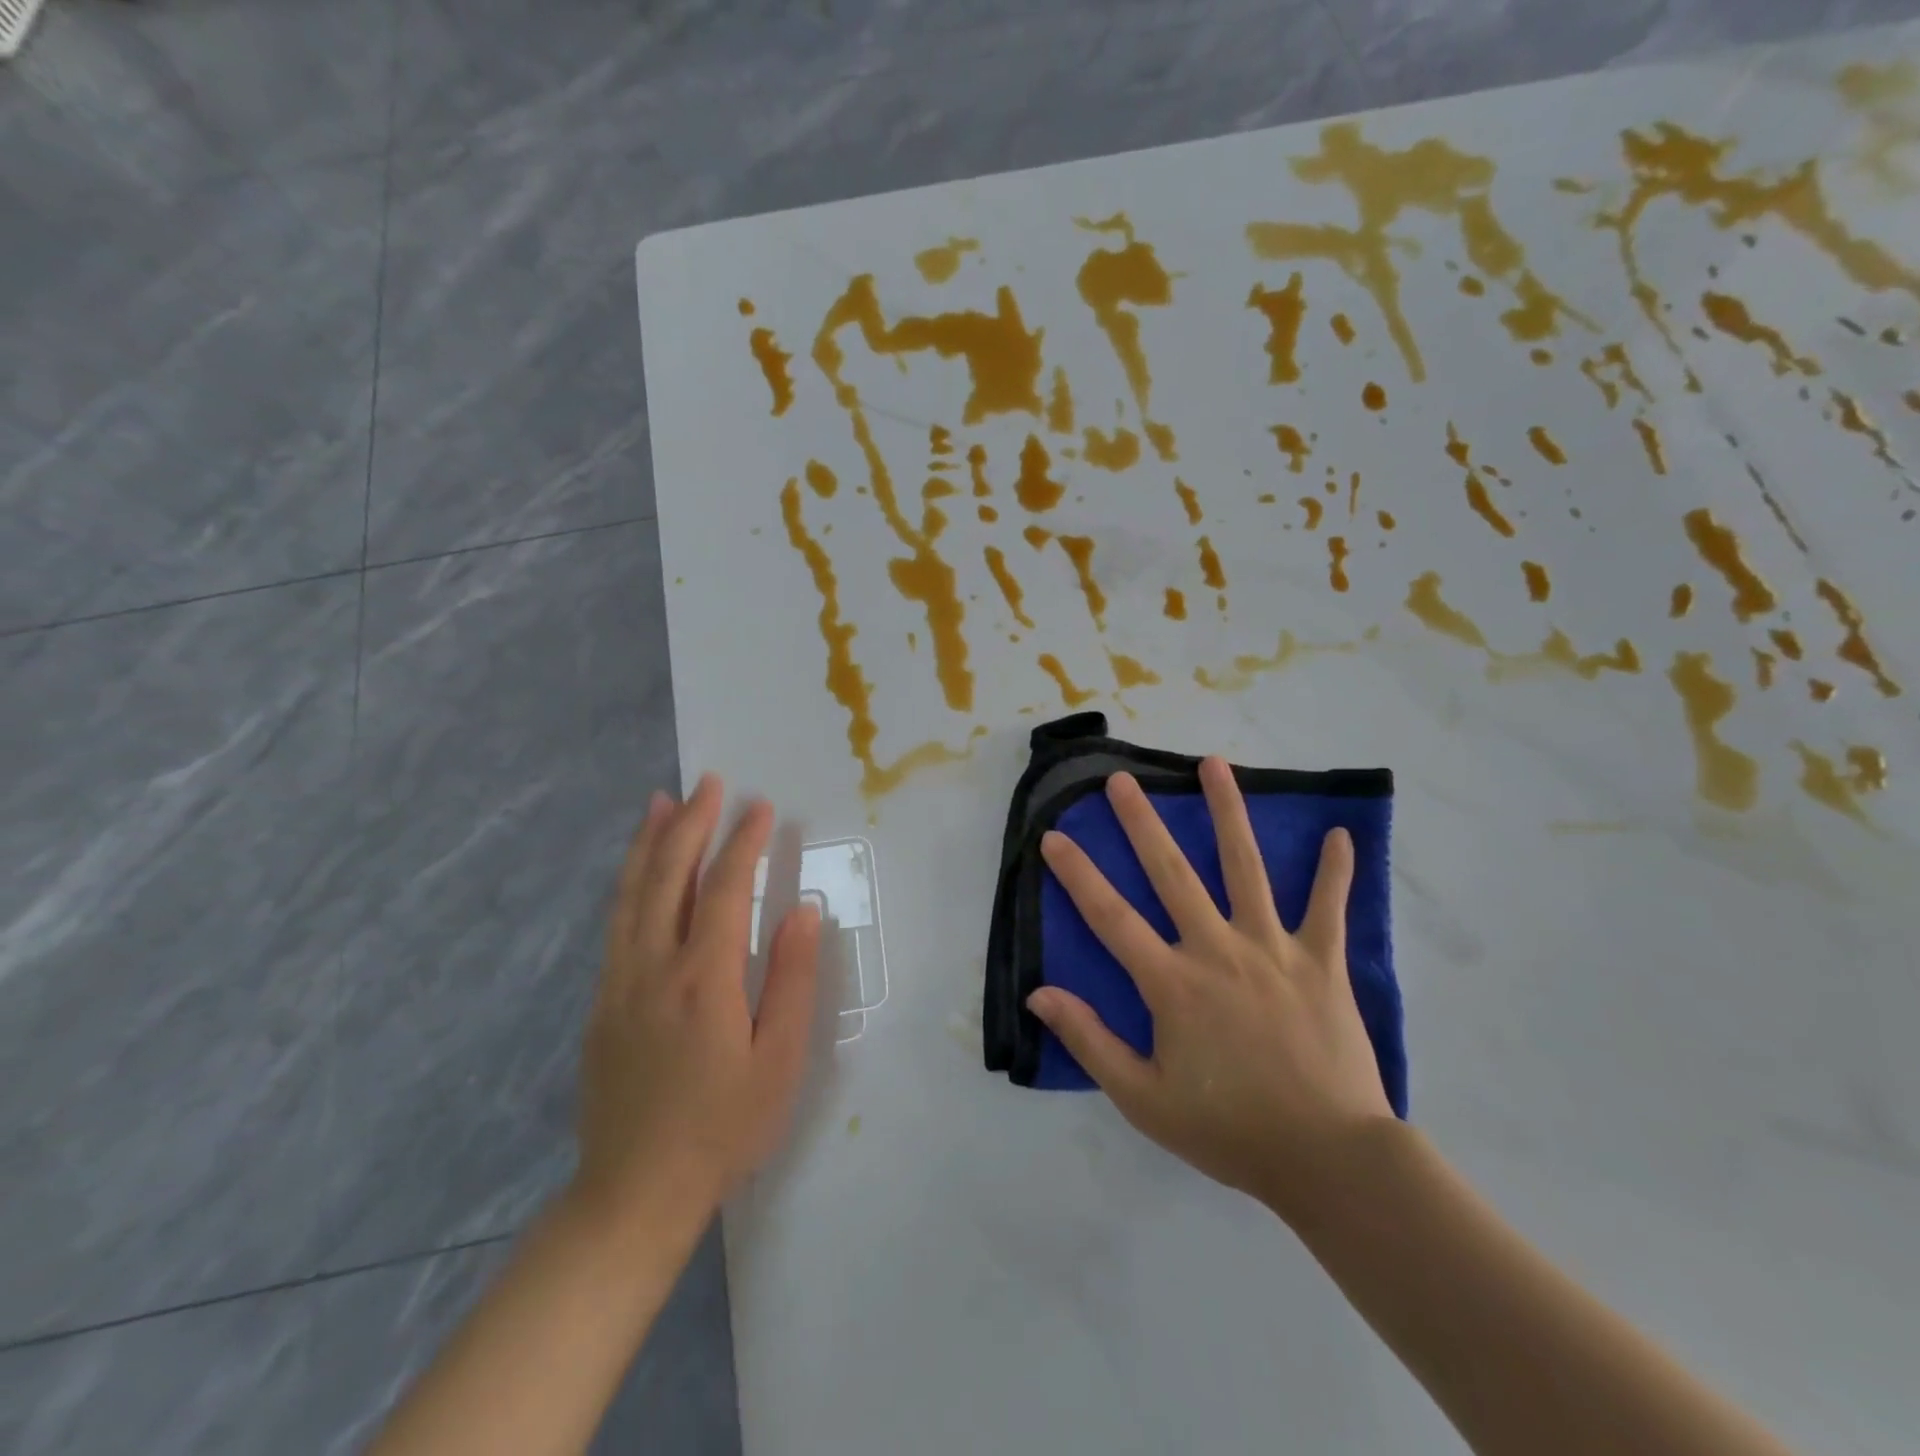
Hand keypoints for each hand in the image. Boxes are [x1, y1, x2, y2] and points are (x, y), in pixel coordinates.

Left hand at [572, 776, 822, 1228]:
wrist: (634, 1194)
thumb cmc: (723, 1128)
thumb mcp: (779, 1060)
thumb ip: (793, 979)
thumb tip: (803, 910)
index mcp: (703, 979)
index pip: (726, 889)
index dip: (743, 842)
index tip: (760, 806)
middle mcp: (653, 967)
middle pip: (669, 877)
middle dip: (691, 823)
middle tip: (709, 783)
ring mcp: (619, 982)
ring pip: (631, 894)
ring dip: (649, 842)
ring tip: (661, 801)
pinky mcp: (601, 1002)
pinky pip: (616, 923)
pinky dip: (628, 882)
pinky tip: (637, 870)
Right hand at [1026, 757, 1391, 1219]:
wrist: (1328, 1159)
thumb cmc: (1229, 1129)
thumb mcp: (1143, 1099)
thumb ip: (1090, 1041)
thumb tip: (1039, 994)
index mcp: (1172, 983)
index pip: (1111, 917)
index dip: (1078, 874)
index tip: (1054, 836)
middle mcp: (1217, 949)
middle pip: (1172, 873)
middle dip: (1142, 822)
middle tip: (1122, 780)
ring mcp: (1273, 949)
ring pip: (1246, 867)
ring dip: (1228, 812)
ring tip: (1214, 765)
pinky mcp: (1322, 961)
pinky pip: (1328, 906)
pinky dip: (1335, 871)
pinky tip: (1341, 834)